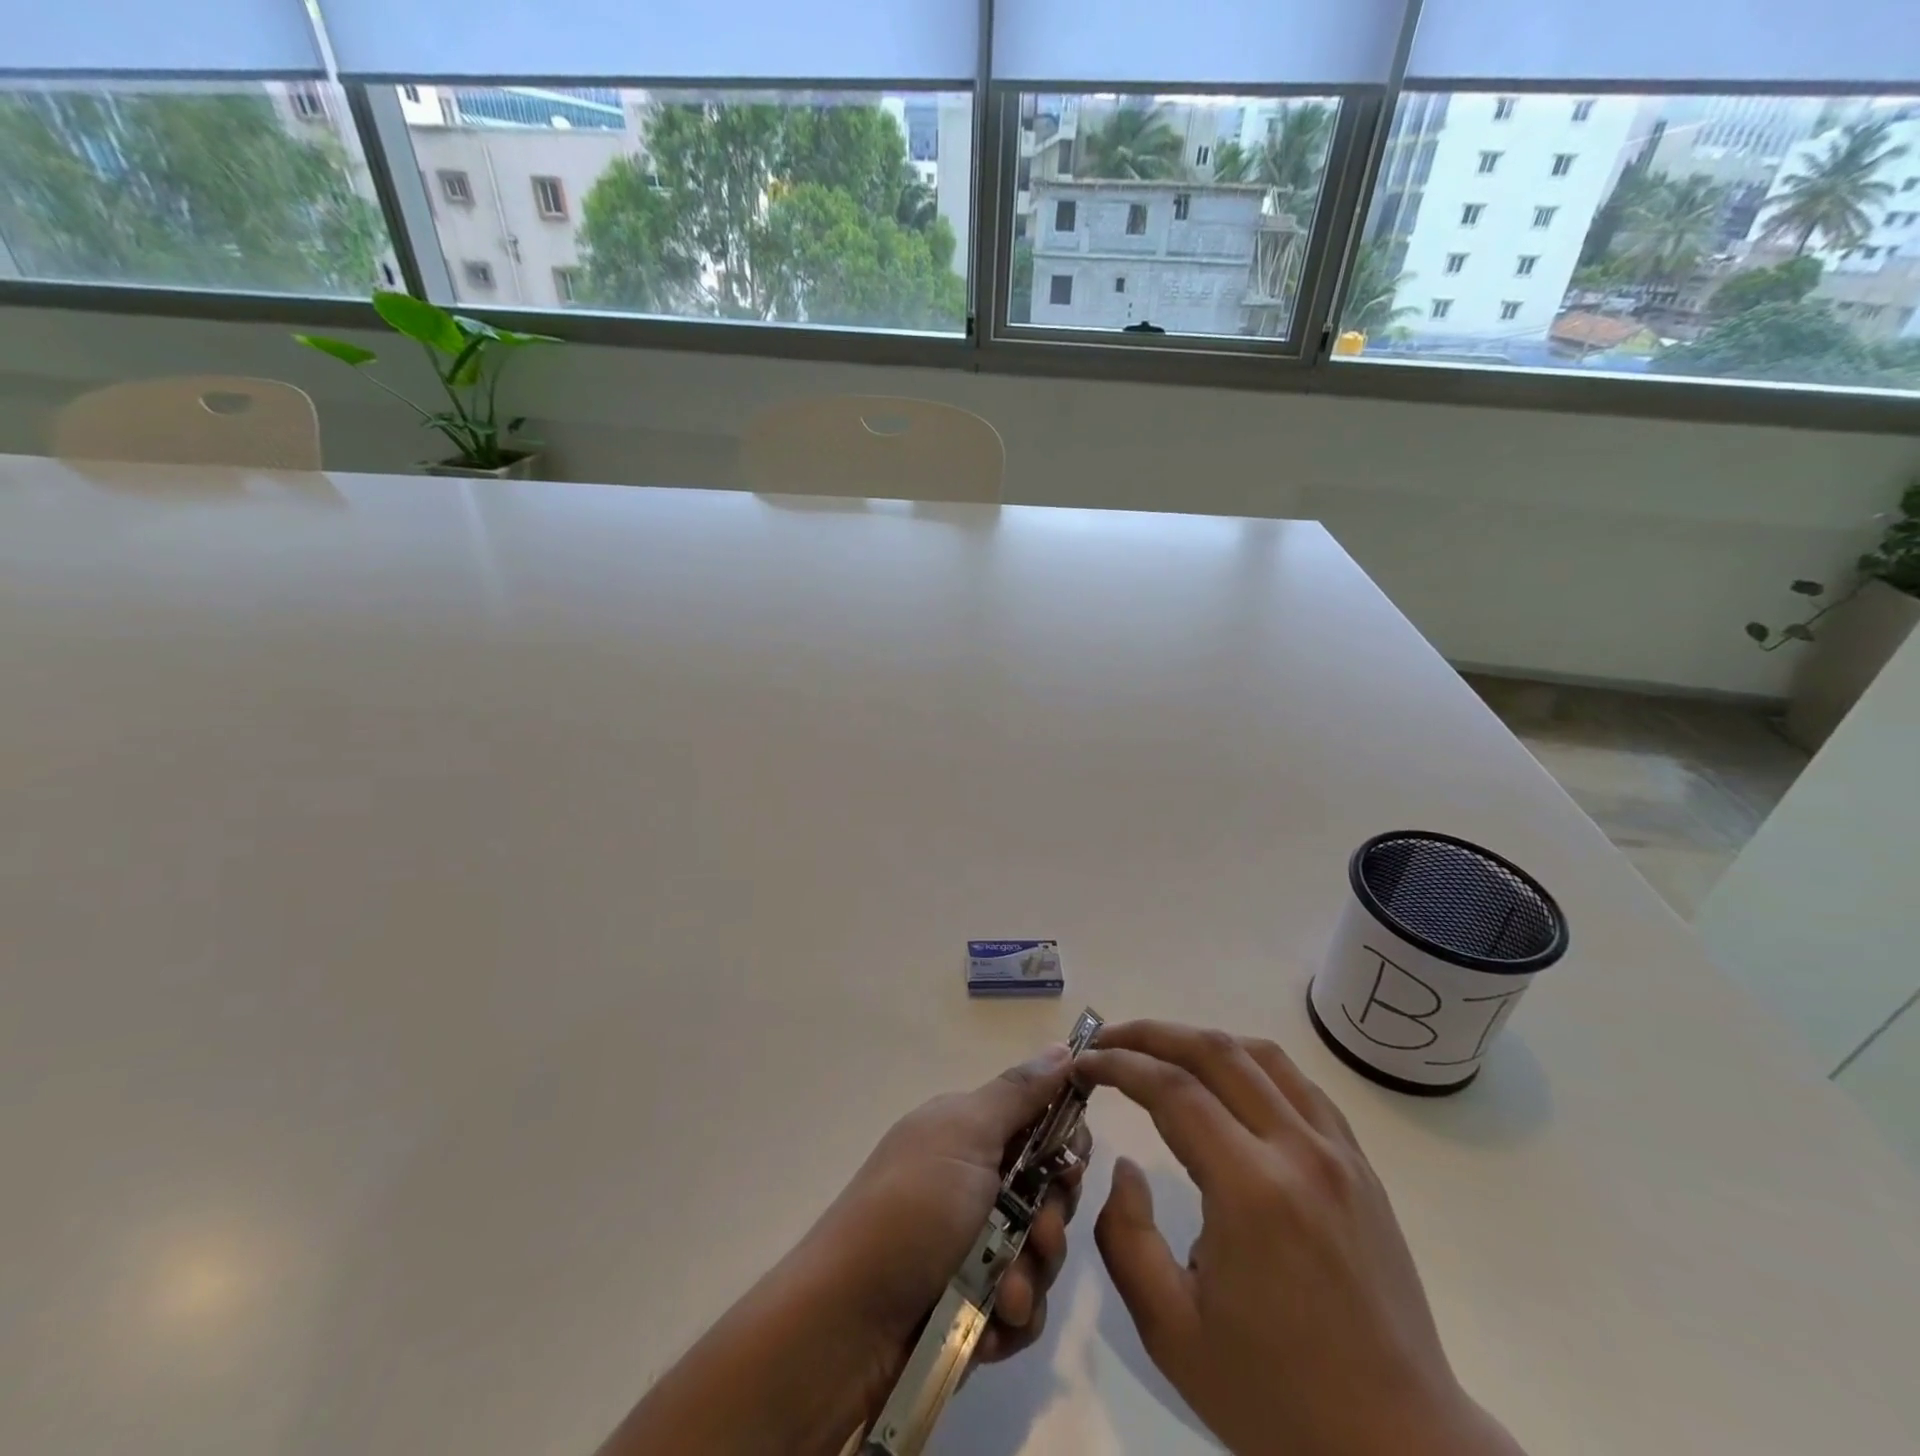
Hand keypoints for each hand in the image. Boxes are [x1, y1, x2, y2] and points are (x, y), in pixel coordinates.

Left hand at [809, 1042, 1092, 1379]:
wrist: (847, 1322)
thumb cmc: (912, 1209)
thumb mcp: (965, 1134)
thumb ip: (1018, 1094)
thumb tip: (1062, 1047)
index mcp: (968, 1133)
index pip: (1039, 1124)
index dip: (1065, 1142)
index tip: (1071, 1161)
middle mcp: (973, 1182)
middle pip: (1049, 1192)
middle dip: (1053, 1218)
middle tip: (1038, 1232)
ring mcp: (973, 1246)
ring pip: (1041, 1253)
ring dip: (1031, 1275)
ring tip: (1004, 1293)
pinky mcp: (973, 1306)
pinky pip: (1022, 1309)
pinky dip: (1011, 1319)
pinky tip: (987, 1327)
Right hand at [1077, 1021, 1524, 1455]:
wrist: (1399, 1449)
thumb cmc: (1276, 1398)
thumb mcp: (1171, 1331)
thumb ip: (1126, 1237)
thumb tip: (1125, 1165)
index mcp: (1251, 1191)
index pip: (1172, 1090)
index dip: (1119, 1064)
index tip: (1084, 1064)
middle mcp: (1299, 1152)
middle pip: (1215, 1052)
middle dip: (1152, 1034)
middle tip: (1108, 1041)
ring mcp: (1339, 1154)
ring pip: (1262, 1056)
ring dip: (1202, 1041)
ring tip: (1162, 1053)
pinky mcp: (1362, 1167)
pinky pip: (1301, 1086)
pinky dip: (1252, 1064)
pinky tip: (1229, 1083)